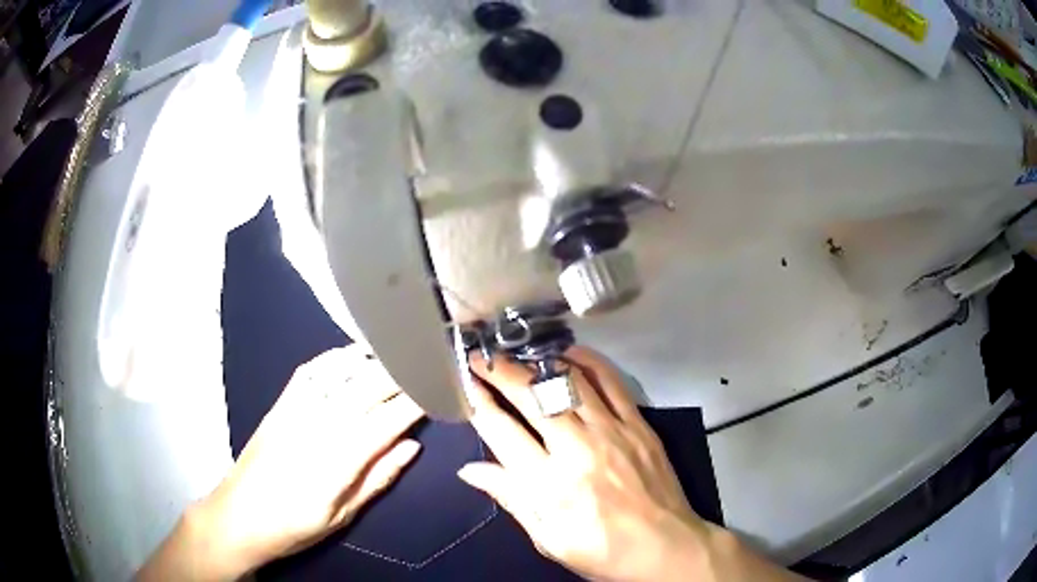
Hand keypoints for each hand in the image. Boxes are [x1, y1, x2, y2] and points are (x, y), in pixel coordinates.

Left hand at [139, 347, 424, 580]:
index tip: (442, 386)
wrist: (239, 515)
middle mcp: (318, 425)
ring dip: (374, 359)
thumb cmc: (294, 525)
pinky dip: (335, 357)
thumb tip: (412, 446)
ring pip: (342, 373)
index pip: (387, 420)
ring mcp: (295, 409)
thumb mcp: (342, 515)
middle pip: (368, 388)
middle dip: (402, 373)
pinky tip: (352, 353)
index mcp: (337, 459)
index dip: (417, 401)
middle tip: (430, 360)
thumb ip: (378, 478)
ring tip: (401, 349)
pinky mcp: (280, 403)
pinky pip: (311, 370)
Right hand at [460, 347, 801, 581]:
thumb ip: (511, 498)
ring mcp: (612, 432)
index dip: (479, 403)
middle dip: (500, 372)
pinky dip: (587, 361)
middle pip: (530, 396)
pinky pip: (610, 382)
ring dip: (536, 363)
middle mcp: (577, 450)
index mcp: (549, 485)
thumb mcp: (548, 538)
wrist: (665, 547)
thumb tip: (470, 470)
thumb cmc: (601, 550)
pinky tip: (568, 353)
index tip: (466, 384)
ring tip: (517, 354)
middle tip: (482, 357)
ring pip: (567, 381)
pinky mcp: (638, 425)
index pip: (502, 432)